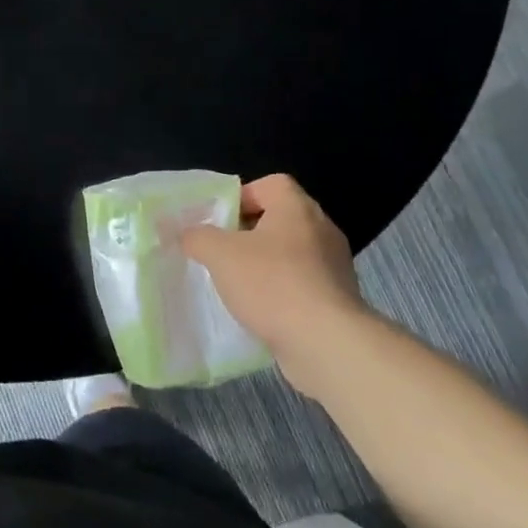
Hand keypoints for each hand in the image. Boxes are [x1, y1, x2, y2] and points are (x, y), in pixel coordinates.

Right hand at [180, 174, 368, 396]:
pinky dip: (282, 292)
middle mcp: (322, 230)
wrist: (326, 344)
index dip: (243, 196)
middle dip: (249, 233)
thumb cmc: (272, 284)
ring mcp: (335, 267)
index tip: (221, 221)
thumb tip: (188, 234)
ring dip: (265, 265)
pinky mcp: (339, 300)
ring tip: (238, 285)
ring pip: (291, 254)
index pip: (271, 184)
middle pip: (280, 219)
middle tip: (223, 251)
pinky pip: (303, 285)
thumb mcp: (220, 254)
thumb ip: (198, 237)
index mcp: (297, 208)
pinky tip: (261, 311)